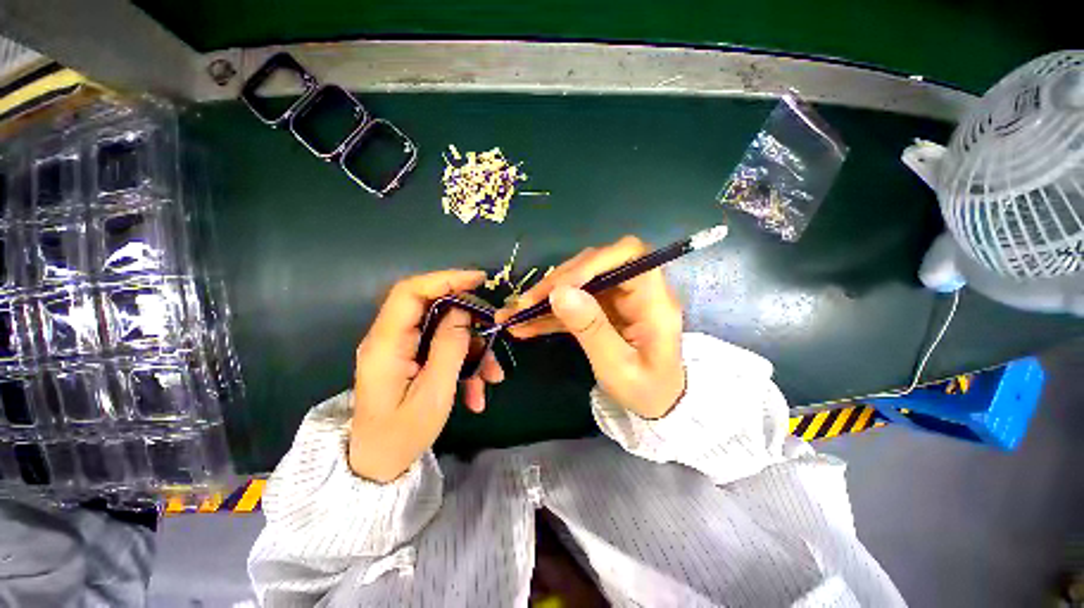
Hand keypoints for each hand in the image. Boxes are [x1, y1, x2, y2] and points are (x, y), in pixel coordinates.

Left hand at [350, 270, 504, 482]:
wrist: (378, 465)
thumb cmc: (402, 435)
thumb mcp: (434, 393)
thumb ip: (449, 347)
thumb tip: (463, 312)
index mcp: (386, 344)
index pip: (411, 293)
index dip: (445, 279)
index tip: (478, 280)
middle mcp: (390, 339)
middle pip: (434, 309)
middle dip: (470, 322)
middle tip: (494, 336)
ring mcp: (401, 348)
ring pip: (445, 331)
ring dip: (473, 351)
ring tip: (491, 379)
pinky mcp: (412, 358)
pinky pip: (443, 349)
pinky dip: (465, 365)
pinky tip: (476, 393)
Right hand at [496, 236, 684, 418]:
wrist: (657, 404)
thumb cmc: (646, 391)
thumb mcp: (618, 367)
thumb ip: (591, 329)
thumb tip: (560, 293)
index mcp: (654, 301)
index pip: (628, 255)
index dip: (592, 262)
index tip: (560, 286)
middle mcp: (636, 291)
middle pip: (596, 265)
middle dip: (558, 281)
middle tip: (526, 304)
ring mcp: (618, 298)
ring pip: (579, 282)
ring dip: (547, 296)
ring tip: (516, 314)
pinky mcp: (604, 309)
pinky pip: (574, 302)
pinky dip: (550, 312)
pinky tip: (525, 325)